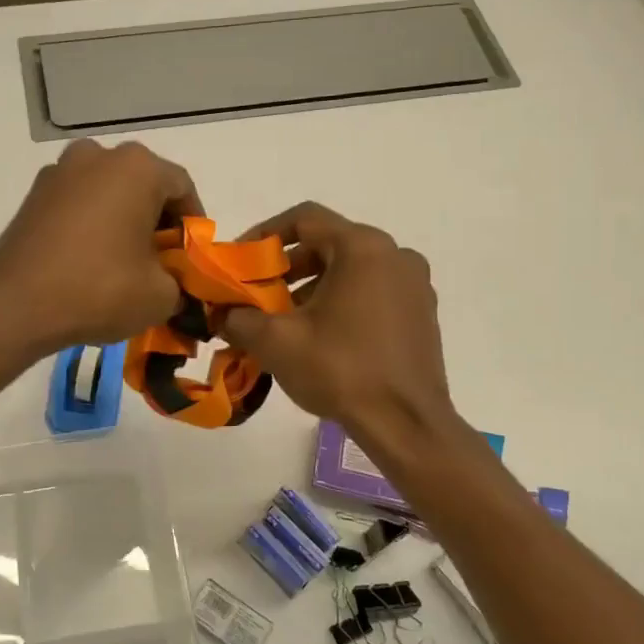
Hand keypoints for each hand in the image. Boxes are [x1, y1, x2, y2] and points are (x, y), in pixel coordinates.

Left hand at [0, 139, 202, 354]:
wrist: (14, 305)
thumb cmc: (99, 289)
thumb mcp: (160, 296)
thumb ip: (181, 281)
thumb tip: (173, 280)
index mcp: (137, 167)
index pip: (183, 188)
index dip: (193, 225)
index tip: (191, 258)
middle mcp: (98, 156)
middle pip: (144, 185)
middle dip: (157, 222)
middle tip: (161, 263)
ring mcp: (60, 172)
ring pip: (109, 193)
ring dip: (123, 221)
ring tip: (124, 264)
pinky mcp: (34, 195)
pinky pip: (79, 204)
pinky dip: (92, 225)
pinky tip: (90, 262)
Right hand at [217, 202, 459, 443]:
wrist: (407, 425)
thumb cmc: (341, 370)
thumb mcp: (276, 342)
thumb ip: (239, 318)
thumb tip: (222, 314)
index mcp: (363, 248)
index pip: (305, 219)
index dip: (265, 234)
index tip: (242, 260)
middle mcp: (394, 255)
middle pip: (329, 244)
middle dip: (287, 266)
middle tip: (258, 293)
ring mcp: (414, 284)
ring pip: (351, 269)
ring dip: (312, 286)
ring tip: (283, 320)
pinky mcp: (421, 313)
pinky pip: (373, 291)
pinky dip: (342, 301)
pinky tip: (320, 335)